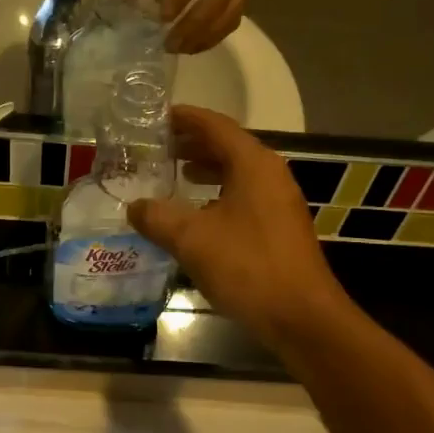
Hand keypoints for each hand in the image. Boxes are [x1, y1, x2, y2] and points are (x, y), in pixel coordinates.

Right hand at [125, 106, 344, 346]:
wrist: (300, 316)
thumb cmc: (247, 266)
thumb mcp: (191, 239)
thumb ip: (157, 217)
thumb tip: (134, 206)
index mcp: (253, 164)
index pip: (215, 126)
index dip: (185, 119)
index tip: (157, 116)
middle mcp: (271, 175)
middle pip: (228, 147)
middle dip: (193, 144)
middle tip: (158, 146)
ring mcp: (279, 202)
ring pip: (237, 174)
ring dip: (206, 170)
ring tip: (175, 174)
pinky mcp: (280, 228)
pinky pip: (244, 197)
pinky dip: (218, 195)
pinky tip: (198, 215)